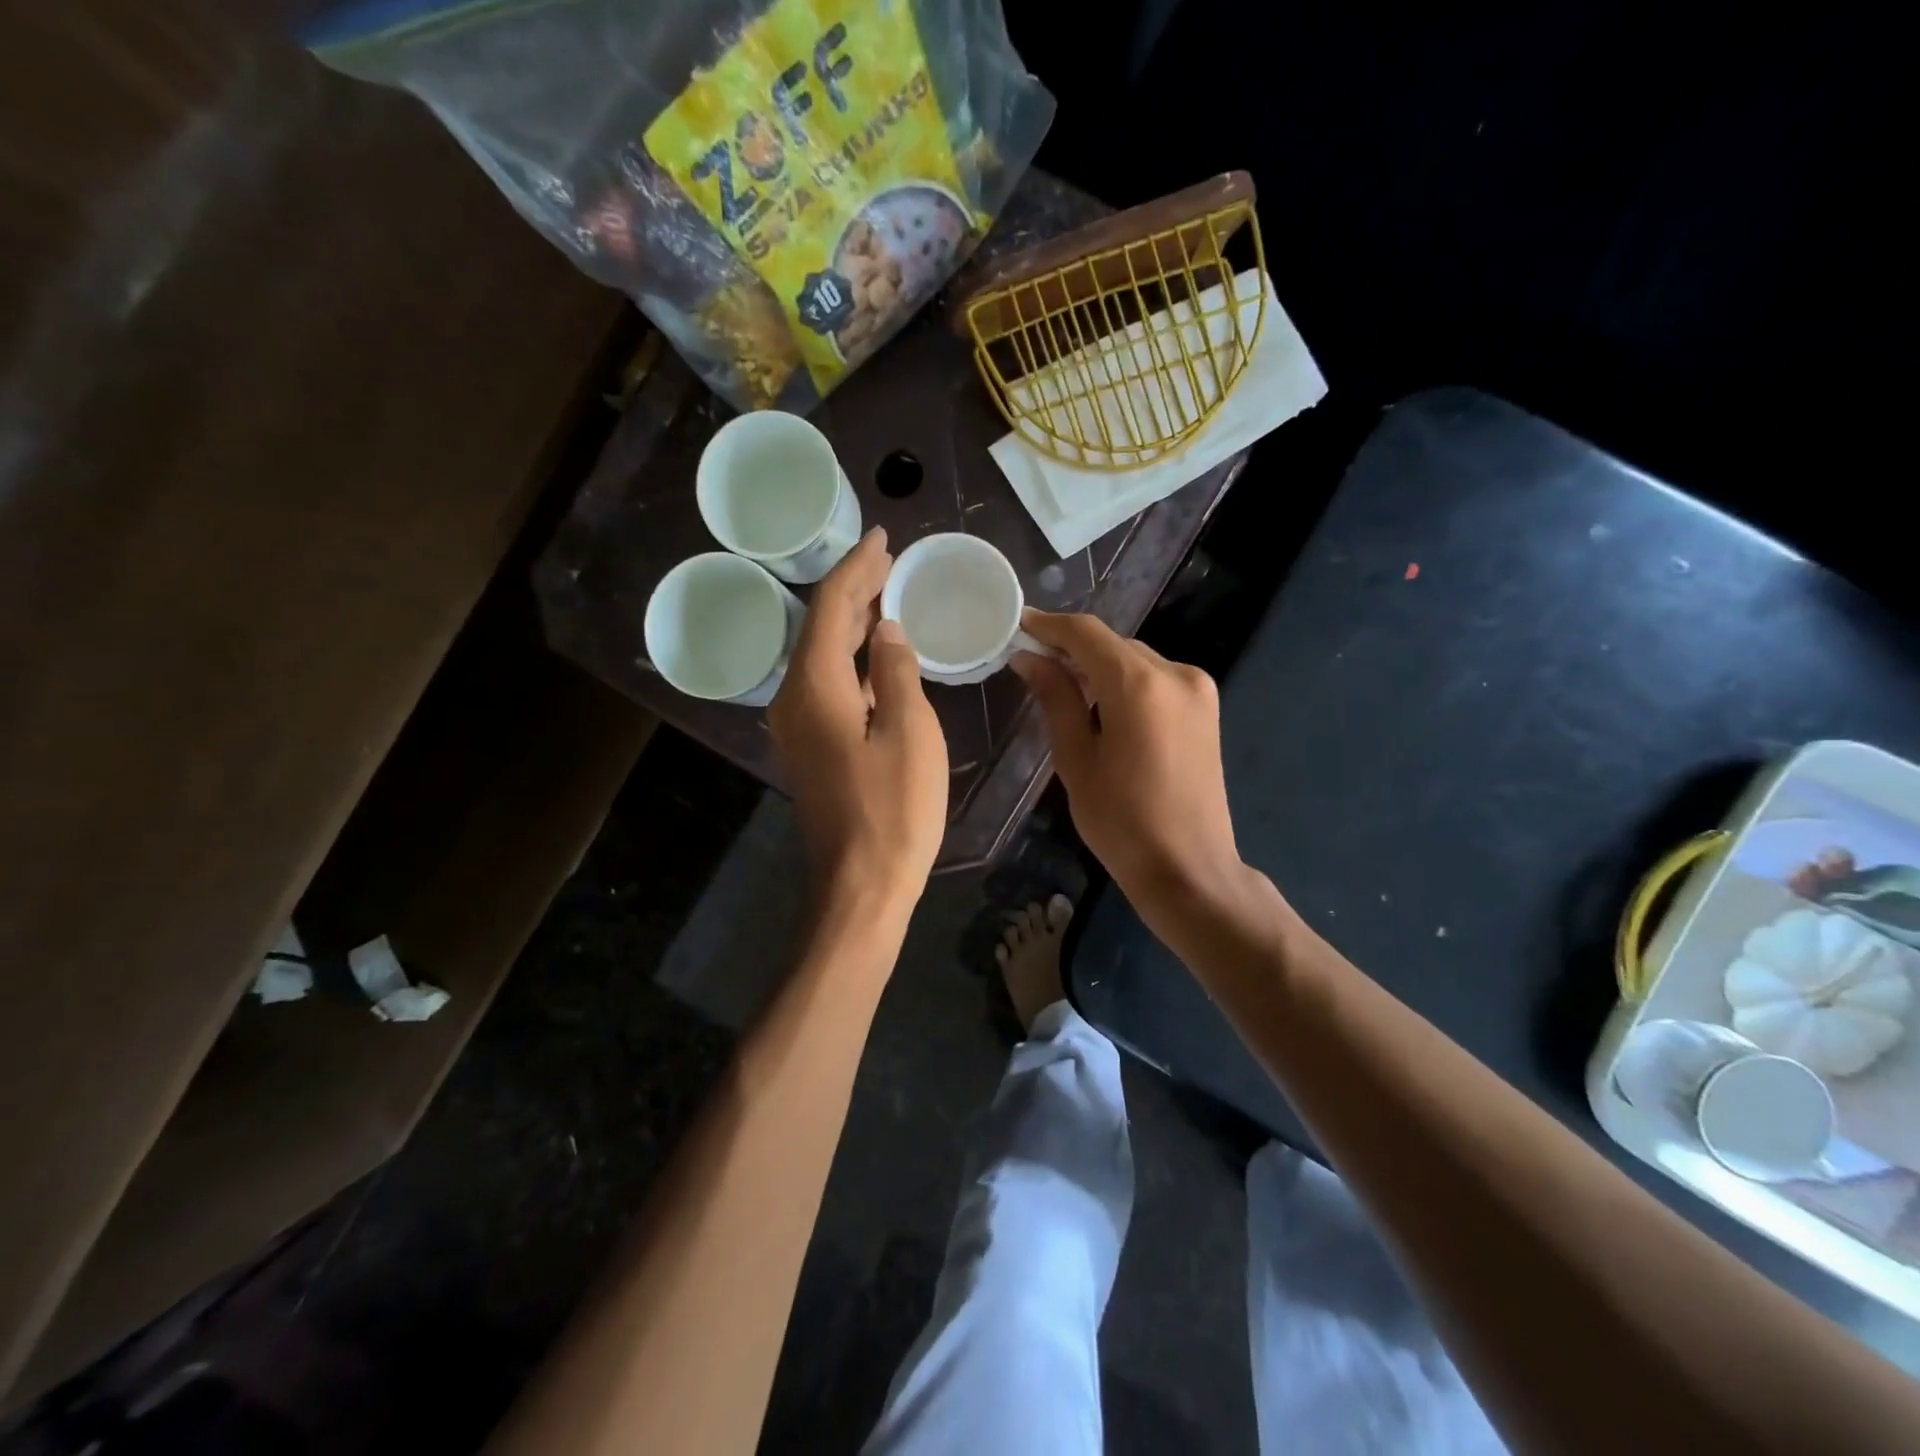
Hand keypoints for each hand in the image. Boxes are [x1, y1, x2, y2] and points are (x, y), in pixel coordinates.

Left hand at [769, 529, 946, 913]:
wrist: (862, 883)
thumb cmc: (894, 809)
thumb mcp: (909, 732)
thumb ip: (898, 671)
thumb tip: (889, 631)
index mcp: (815, 686)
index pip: (832, 608)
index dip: (858, 568)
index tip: (882, 536)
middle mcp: (793, 698)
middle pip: (821, 627)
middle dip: (854, 589)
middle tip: (889, 559)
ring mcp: (798, 725)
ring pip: (823, 655)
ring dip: (853, 623)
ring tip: (887, 593)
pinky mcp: (810, 745)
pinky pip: (828, 683)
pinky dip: (852, 658)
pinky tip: (878, 654)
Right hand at [1013, 610, 1241, 916]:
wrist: (1190, 869)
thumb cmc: (1122, 823)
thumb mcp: (1077, 760)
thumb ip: (1056, 700)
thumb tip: (1029, 659)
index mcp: (1140, 685)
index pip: (1087, 634)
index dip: (1049, 626)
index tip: (1018, 625)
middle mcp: (1176, 674)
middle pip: (1113, 645)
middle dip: (1072, 648)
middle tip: (1032, 662)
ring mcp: (1198, 689)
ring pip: (1135, 660)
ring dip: (1098, 666)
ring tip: (1061, 685)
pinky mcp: (1206, 708)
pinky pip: (1155, 679)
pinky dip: (1124, 682)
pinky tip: (1100, 704)